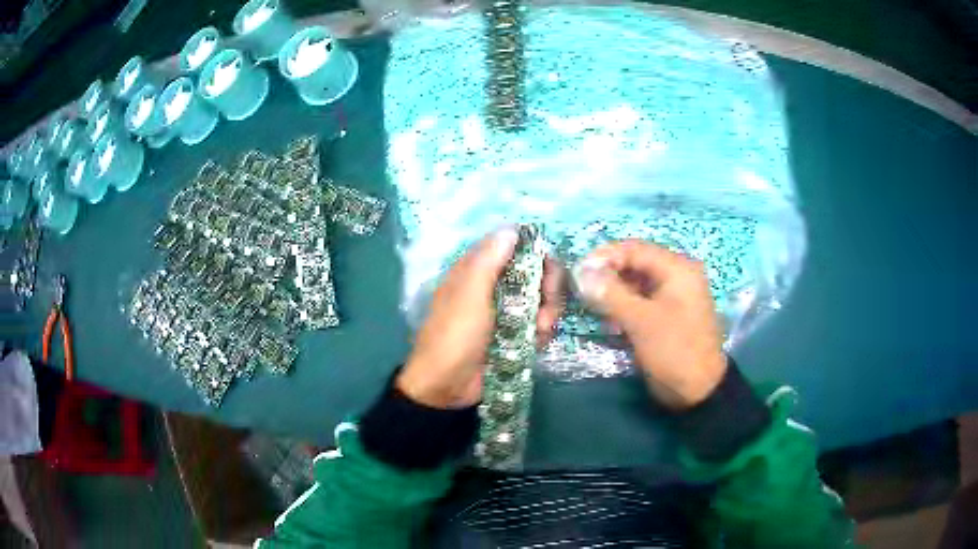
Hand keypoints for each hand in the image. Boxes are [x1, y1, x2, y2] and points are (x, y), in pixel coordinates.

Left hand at [398, 228, 564, 408]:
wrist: (447, 387)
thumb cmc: (454, 336)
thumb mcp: (469, 294)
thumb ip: (489, 260)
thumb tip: (511, 229)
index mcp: (479, 271)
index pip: (516, 249)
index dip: (536, 256)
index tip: (546, 271)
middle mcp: (495, 287)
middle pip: (535, 274)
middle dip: (548, 290)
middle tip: (546, 308)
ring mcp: (507, 313)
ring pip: (542, 300)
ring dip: (547, 314)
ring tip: (539, 331)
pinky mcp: (516, 335)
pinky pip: (539, 325)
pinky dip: (542, 333)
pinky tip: (536, 343)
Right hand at [574, 240, 726, 409]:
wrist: (698, 390)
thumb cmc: (674, 350)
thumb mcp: (641, 321)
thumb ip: (611, 294)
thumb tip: (582, 272)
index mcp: (677, 269)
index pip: (635, 249)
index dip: (605, 256)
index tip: (579, 270)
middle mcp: (676, 275)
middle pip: (635, 264)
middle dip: (608, 275)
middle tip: (582, 289)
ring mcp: (672, 296)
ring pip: (636, 283)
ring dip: (613, 292)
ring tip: (593, 306)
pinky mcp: (666, 314)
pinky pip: (640, 301)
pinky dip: (624, 306)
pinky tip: (609, 320)